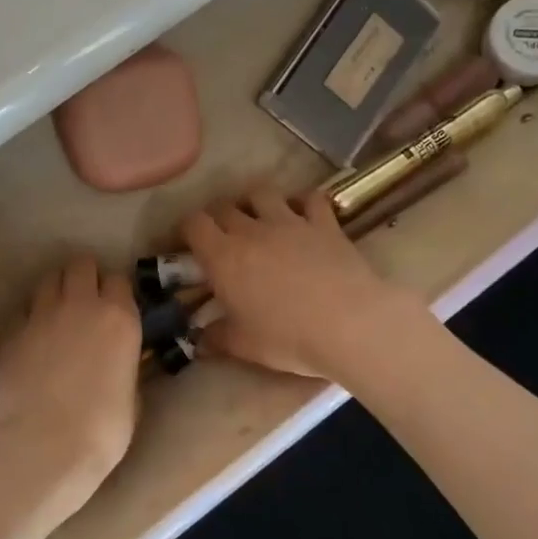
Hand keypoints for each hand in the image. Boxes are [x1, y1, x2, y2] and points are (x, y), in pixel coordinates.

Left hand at [0, 255, 141, 527]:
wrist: (47, 445)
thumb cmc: (104, 428)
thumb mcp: (132, 393)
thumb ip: (125, 362)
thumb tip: (119, 359)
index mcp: (119, 317)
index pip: (118, 279)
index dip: (116, 291)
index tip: (115, 306)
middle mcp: (80, 305)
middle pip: (81, 265)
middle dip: (84, 276)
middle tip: (85, 300)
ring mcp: (41, 316)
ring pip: (48, 280)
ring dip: (56, 291)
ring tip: (57, 315)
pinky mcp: (12, 333)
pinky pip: (23, 313)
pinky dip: (30, 321)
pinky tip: (32, 343)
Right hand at [181, 188, 427, 381]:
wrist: (349, 325)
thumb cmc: (287, 338)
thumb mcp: (244, 346)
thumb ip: (216, 338)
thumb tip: (199, 340)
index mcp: (223, 258)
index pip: (194, 224)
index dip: (187, 229)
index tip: (190, 244)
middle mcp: (251, 231)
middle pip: (224, 206)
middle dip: (218, 217)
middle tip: (223, 237)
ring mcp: (289, 222)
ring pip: (262, 193)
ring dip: (254, 202)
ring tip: (259, 218)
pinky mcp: (324, 223)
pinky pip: (310, 198)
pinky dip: (303, 202)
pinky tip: (303, 214)